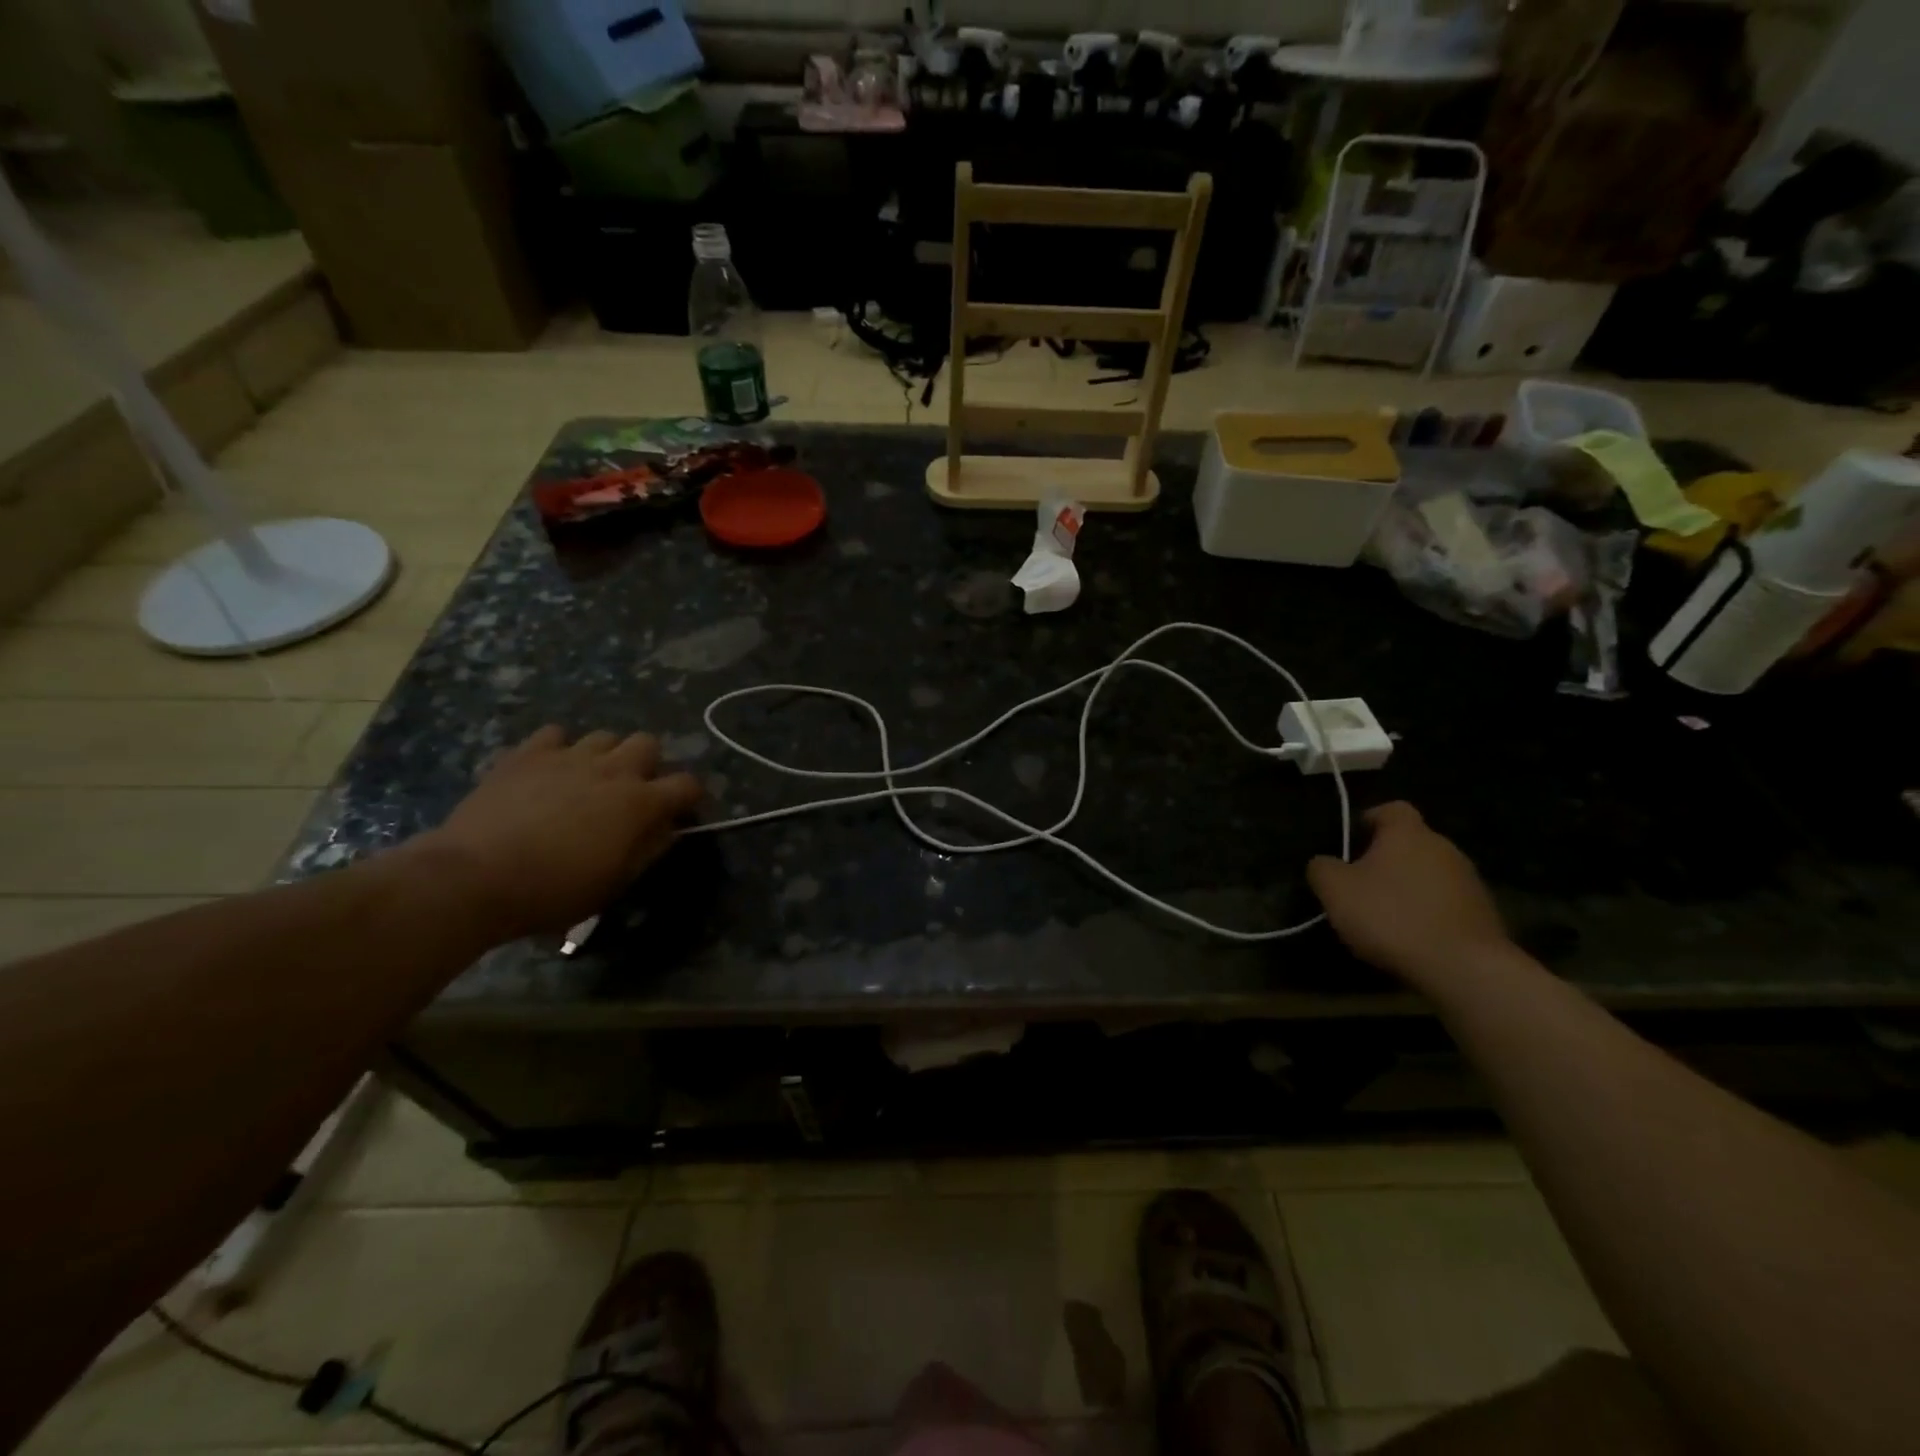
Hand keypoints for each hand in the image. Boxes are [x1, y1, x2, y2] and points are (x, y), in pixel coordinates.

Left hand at [409, 726, 702, 941]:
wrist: (475, 877)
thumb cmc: (555, 890)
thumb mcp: (615, 882)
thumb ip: (650, 849)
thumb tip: (668, 829)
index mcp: (641, 802)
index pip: (687, 784)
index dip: (690, 797)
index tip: (680, 812)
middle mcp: (613, 769)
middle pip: (648, 743)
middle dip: (648, 764)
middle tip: (632, 792)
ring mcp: (569, 756)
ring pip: (604, 736)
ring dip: (605, 755)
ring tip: (589, 780)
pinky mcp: (527, 753)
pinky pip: (554, 734)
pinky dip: (558, 749)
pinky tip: (548, 771)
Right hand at [1307, 802, 1511, 988]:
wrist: (1464, 968)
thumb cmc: (1391, 916)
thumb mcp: (1335, 890)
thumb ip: (1322, 868)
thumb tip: (1324, 863)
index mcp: (1408, 833)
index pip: (1391, 808)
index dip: (1369, 820)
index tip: (1351, 842)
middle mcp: (1444, 847)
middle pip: (1411, 842)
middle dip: (1386, 858)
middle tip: (1360, 883)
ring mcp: (1470, 881)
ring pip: (1429, 873)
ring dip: (1409, 887)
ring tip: (1385, 916)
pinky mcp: (1484, 914)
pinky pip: (1446, 903)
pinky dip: (1428, 913)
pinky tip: (1412, 937)